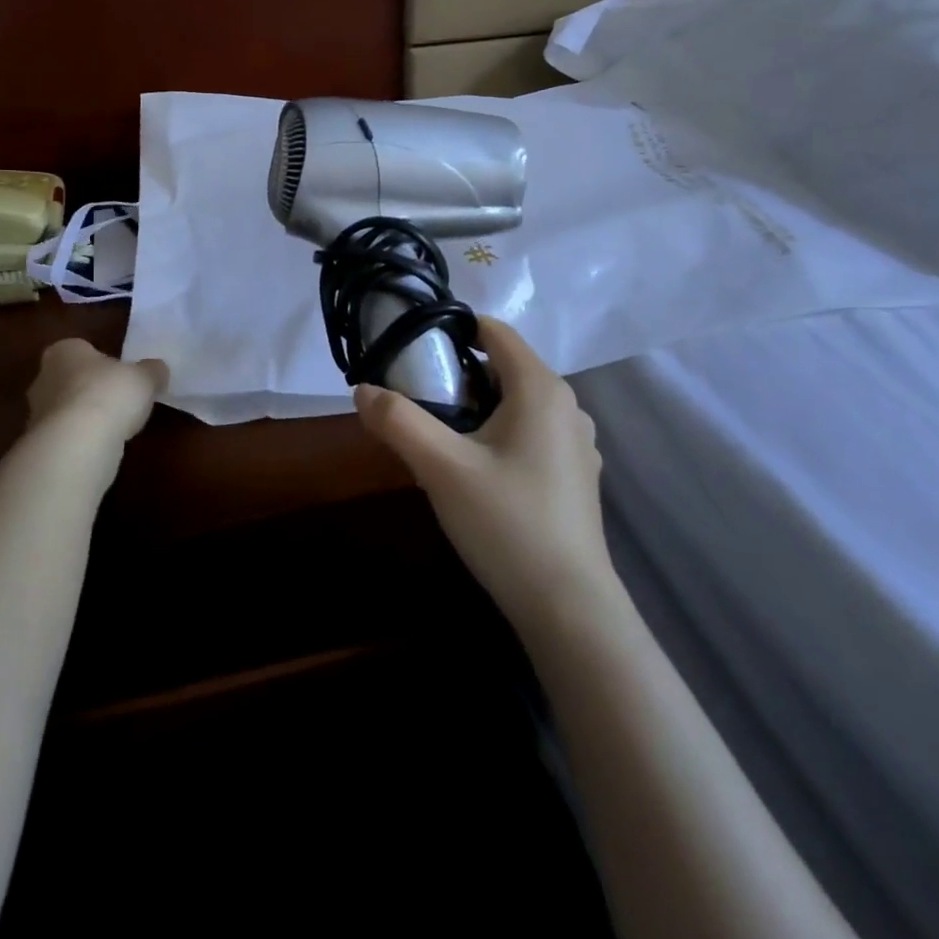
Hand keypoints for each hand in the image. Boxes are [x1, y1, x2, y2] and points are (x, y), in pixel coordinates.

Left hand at [26, 339, 168, 442]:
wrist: (78, 442)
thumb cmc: (110, 394)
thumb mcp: (145, 378)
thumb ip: (152, 371)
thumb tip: (158, 369)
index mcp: (64, 351)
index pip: (81, 350)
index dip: (101, 362)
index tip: (120, 374)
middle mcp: (43, 377)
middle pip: (70, 379)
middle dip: (90, 388)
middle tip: (118, 400)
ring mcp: (36, 413)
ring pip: (66, 410)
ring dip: (85, 417)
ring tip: (114, 427)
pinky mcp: (41, 443)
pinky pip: (66, 436)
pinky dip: (81, 440)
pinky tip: (101, 446)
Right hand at [354, 317, 614, 626]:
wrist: (569, 608)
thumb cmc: (506, 523)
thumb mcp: (441, 467)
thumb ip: (398, 421)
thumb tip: (362, 390)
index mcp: (541, 388)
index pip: (494, 331)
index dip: (451, 330)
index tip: (411, 350)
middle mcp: (567, 406)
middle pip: (503, 367)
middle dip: (457, 375)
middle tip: (415, 400)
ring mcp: (576, 443)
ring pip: (515, 403)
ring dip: (475, 407)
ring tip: (438, 437)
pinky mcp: (574, 476)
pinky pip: (529, 433)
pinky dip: (497, 434)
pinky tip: (474, 471)